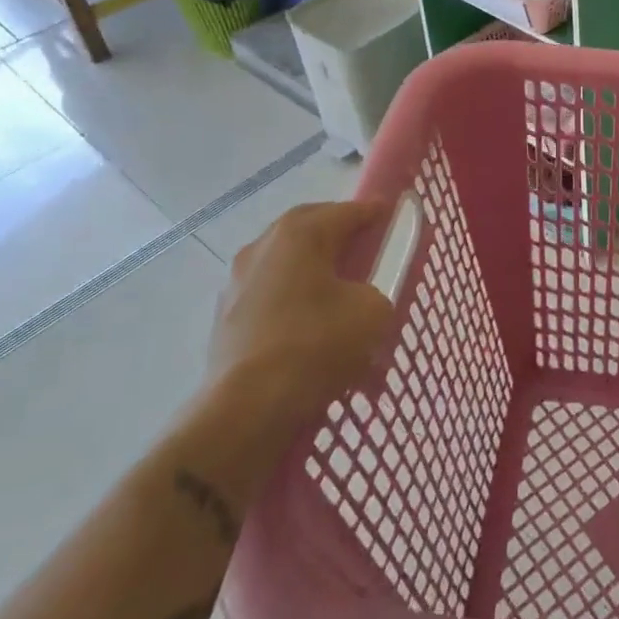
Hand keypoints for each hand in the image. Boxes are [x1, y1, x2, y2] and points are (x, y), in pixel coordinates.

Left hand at [204, 200, 394, 440]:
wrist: (248, 408)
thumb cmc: (316, 345)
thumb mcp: (373, 312)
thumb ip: (376, 291)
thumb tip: (361, 298)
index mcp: (300, 233)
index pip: (347, 211)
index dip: (374, 212)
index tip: (392, 214)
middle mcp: (263, 246)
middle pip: (310, 230)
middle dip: (339, 235)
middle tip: (366, 248)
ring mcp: (238, 282)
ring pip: (287, 264)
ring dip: (313, 270)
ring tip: (339, 293)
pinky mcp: (226, 318)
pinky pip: (271, 296)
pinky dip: (294, 301)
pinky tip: (311, 326)